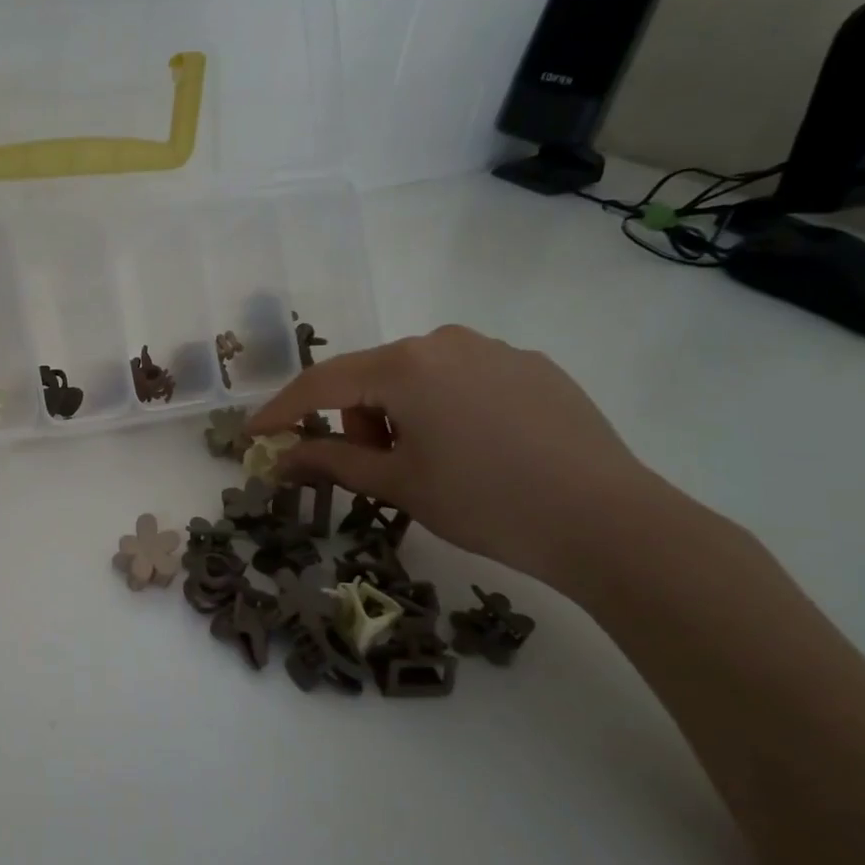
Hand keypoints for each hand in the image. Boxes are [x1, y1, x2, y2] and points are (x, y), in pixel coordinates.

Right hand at [247, 326, 660, 588]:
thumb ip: (330, 462)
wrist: (611, 523)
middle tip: (376, 469)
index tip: (253, 435)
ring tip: (433, 463)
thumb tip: (279, 459)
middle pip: (370, 377)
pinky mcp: (533, 367)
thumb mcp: (398, 484)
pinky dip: (446, 409)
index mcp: (406, 364)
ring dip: (400, 414)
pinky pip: (463, 380)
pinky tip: (479, 450)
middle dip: (356, 420)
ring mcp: (495, 350)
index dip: (282, 411)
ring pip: (417, 376)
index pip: (322, 383)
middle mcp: (445, 341)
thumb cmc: (486, 502)